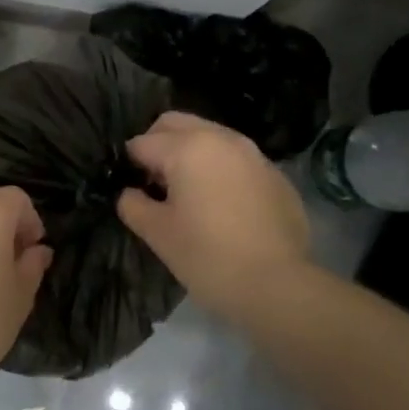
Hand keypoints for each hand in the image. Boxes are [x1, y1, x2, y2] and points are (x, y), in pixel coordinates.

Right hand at [118, 111, 310, 317]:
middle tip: (155, 183)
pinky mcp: (275, 174)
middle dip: (158, 144)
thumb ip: (133, 204)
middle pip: (175, 123)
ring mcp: (253, 153)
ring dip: (191, 153)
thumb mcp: (157, 234)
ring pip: (209, 136)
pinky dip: (221, 169)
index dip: (130, 166)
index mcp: (187, 147)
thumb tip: (130, 193)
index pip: (142, 143)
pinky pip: (236, 158)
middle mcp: (221, 138)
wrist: (278, 285)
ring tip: (189, 193)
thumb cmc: (208, 257)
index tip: (133, 192)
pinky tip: (224, 206)